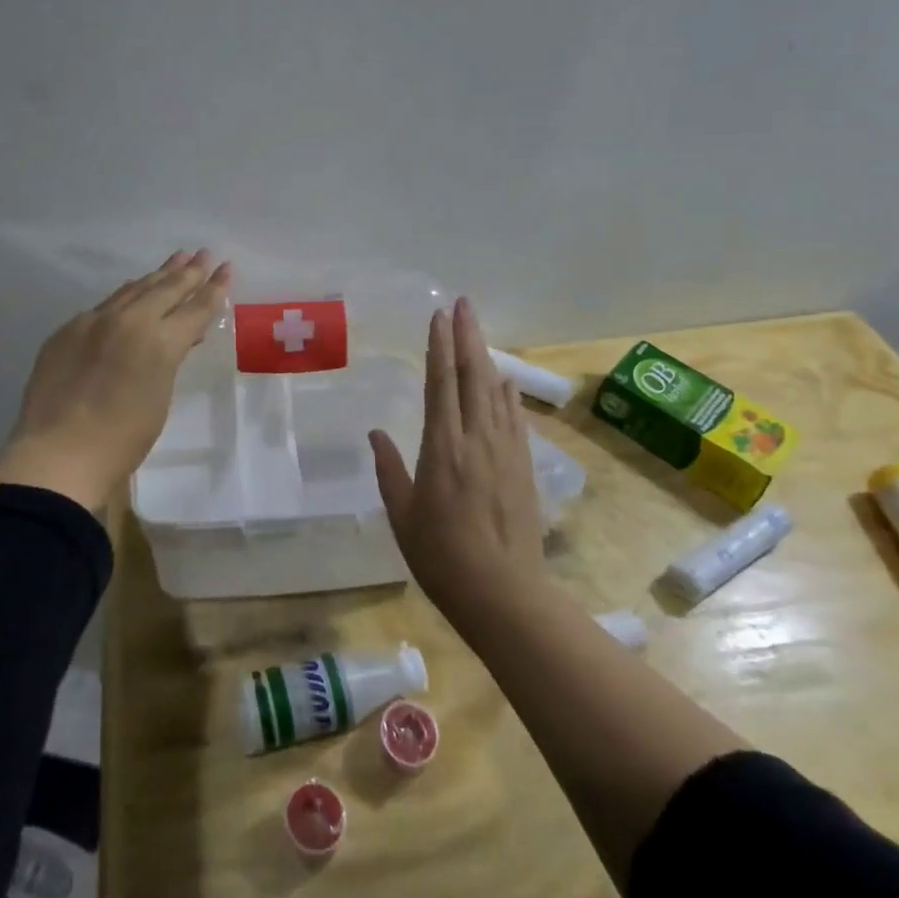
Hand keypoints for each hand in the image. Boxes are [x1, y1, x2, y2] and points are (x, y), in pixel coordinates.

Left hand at [0, 251, 231, 511]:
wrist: (58, 454)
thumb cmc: (122, 441)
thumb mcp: (160, 398)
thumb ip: (168, 360)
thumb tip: (174, 340)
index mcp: (160, 343)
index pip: (196, 308)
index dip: (215, 288)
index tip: (226, 267)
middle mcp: (129, 322)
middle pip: (166, 289)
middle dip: (188, 271)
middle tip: (203, 254)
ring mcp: (94, 322)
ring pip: (133, 290)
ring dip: (157, 276)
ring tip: (175, 260)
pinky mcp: (67, 330)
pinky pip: (104, 305)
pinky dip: (125, 295)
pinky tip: (131, 290)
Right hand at [369, 298, 544, 621]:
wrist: (503, 594)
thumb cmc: (441, 557)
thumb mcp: (402, 514)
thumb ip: (389, 469)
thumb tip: (376, 432)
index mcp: (442, 447)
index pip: (441, 383)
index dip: (440, 345)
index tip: (439, 315)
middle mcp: (475, 439)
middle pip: (472, 376)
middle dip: (467, 336)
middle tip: (464, 303)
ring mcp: (504, 451)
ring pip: (494, 392)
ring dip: (486, 357)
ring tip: (479, 330)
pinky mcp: (523, 467)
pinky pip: (515, 419)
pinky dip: (508, 395)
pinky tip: (506, 381)